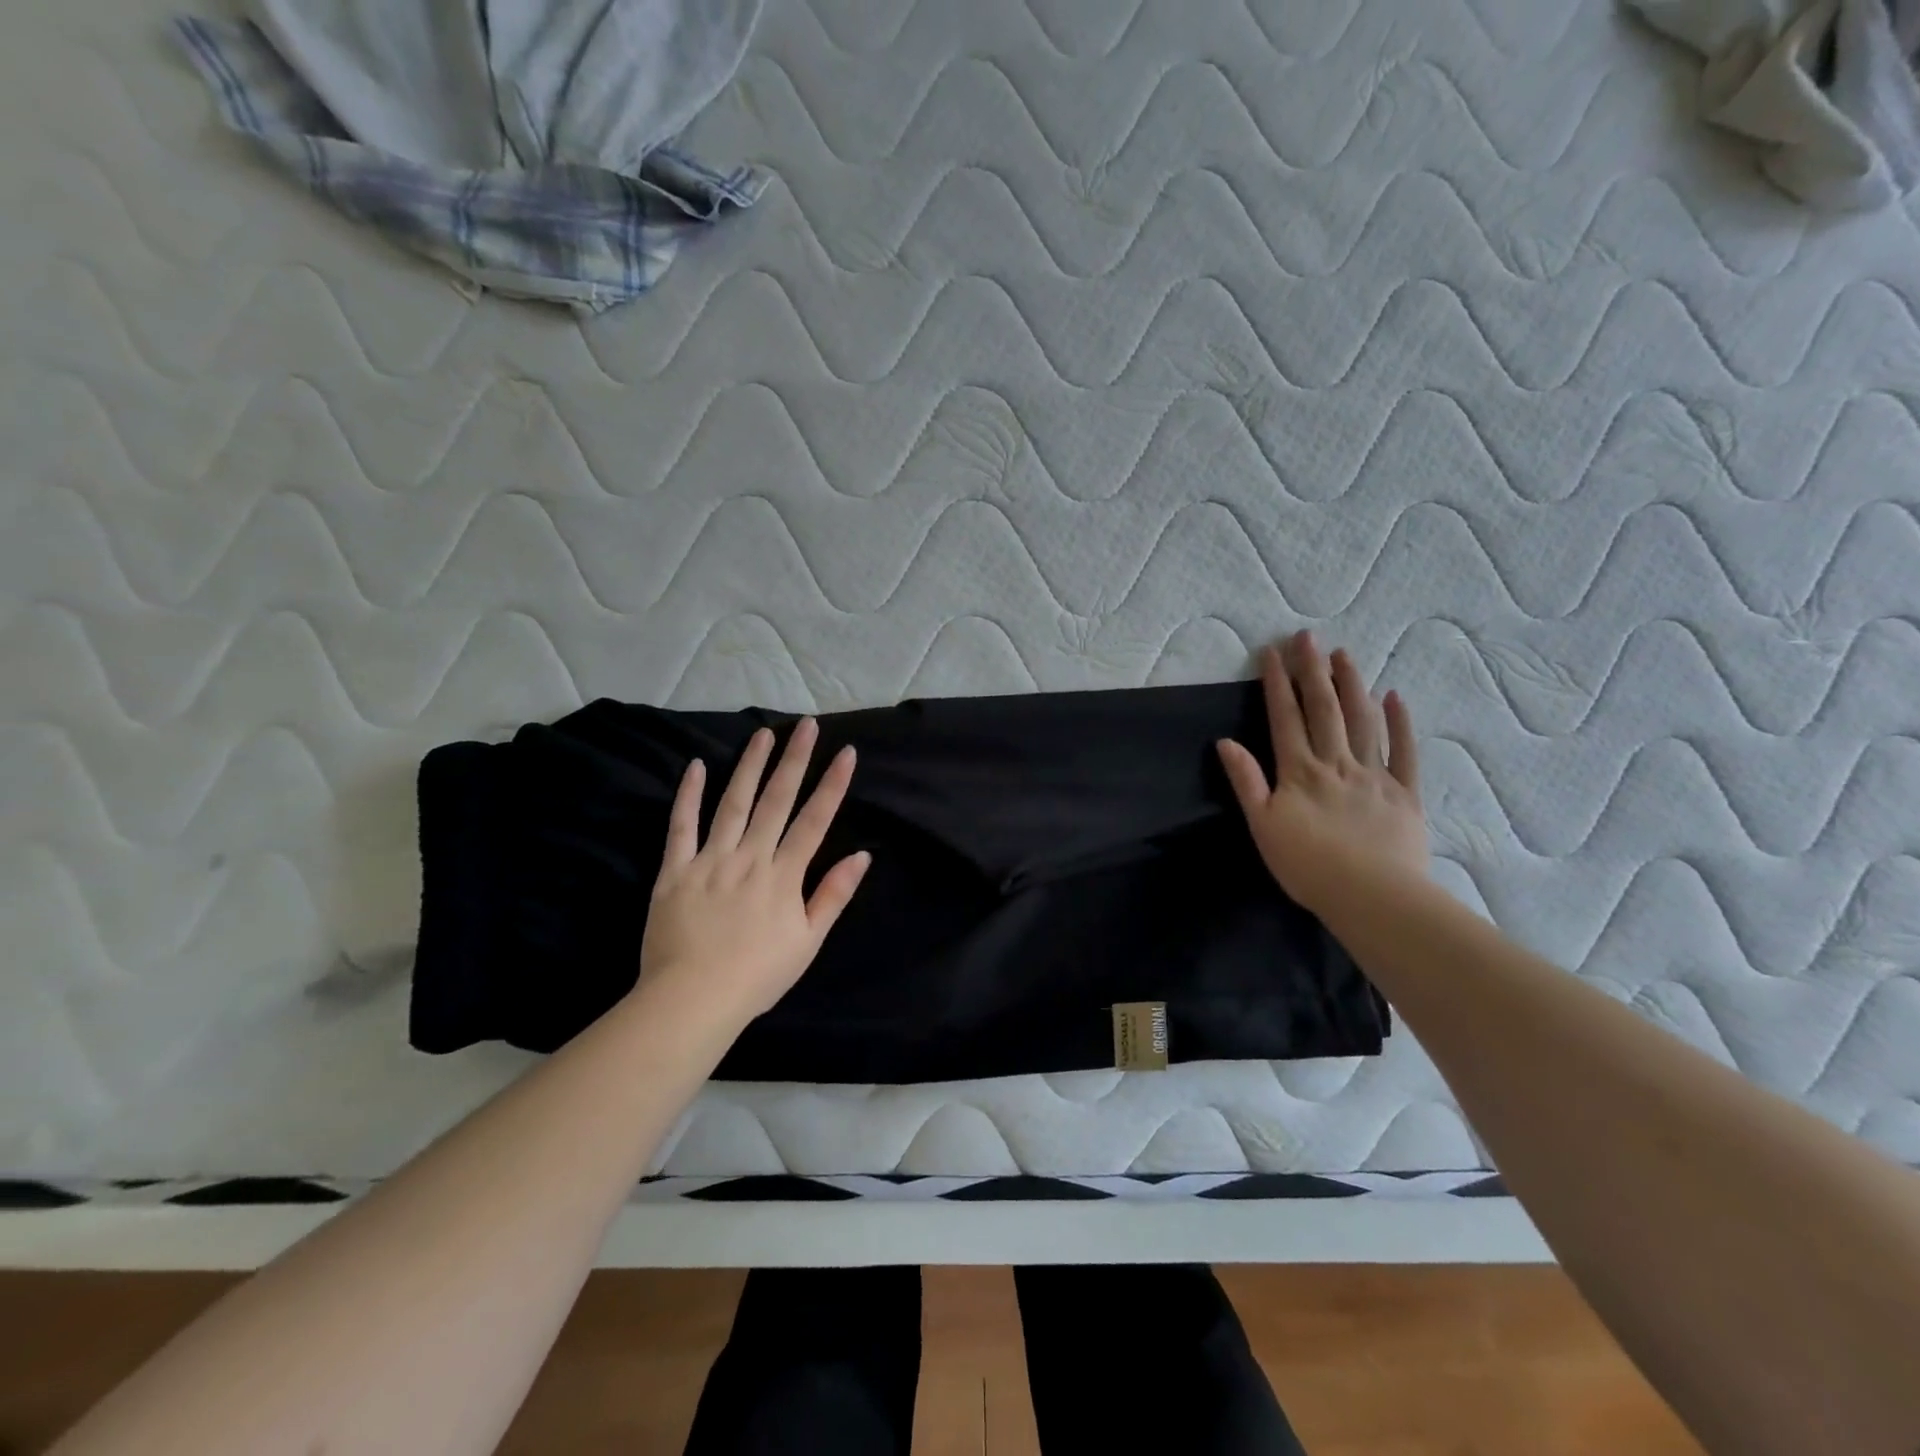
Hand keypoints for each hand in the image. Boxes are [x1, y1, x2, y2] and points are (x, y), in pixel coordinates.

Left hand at [638, 719, 871, 1030]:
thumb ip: (834, 895)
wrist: (692, 1000)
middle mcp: (750, 857)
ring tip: (763, 734)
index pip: (815, 820)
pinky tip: (698, 766)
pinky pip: (681, 826)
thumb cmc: (757, 975)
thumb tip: (862, 855)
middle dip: (795, 759)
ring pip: (733, 803)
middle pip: (776, 800)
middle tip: (806, 724)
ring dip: (750, 766)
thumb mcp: (808, 941)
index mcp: (784, 875)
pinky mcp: (674, 870)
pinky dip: (689, 795)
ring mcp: (710, 860)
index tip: (846, 752)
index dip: (832, 784)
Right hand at [1216, 631, 1427, 917]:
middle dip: (1313, 671)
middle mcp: (1336, 763)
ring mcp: (1374, 775)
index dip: (1277, 684)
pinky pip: (1404, 752)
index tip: (1272, 652)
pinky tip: (1394, 696)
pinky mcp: (1404, 793)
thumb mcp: (1263, 825)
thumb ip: (1246, 782)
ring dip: (1352, 685)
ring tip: (1344, 655)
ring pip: (1362, 721)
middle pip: (1324, 709)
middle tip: (1308, 637)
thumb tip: (1225, 742)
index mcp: (1299, 772)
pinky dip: (1400, 723)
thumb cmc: (1308, 865)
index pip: (1285, 718)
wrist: (1372, 896)